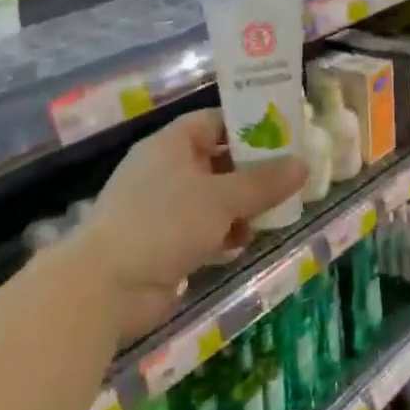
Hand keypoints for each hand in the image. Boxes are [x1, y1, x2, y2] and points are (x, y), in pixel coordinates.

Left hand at [76, 110, 307, 338]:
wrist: (106, 287)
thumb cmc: (163, 223)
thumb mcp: (221, 198)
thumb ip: (263, 182)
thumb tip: (303, 165)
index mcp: (171, 145)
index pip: (215, 121)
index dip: (248, 125)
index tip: (283, 134)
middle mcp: (166, 171)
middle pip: (218, 161)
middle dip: (252, 172)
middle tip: (290, 177)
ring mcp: (163, 209)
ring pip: (214, 198)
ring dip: (242, 206)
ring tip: (276, 212)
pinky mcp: (164, 244)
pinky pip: (204, 229)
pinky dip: (224, 234)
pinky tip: (245, 242)